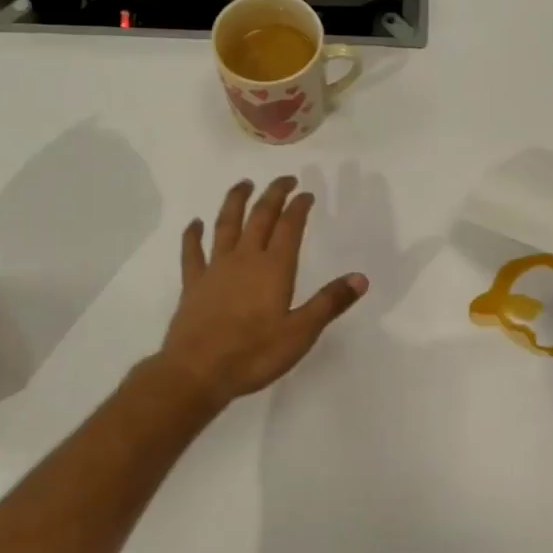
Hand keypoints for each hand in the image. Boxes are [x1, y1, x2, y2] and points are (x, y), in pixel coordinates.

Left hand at [161, 177, 368, 406]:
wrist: (197, 372)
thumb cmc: (254, 354)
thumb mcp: (301, 333)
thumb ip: (329, 302)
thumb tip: (361, 278)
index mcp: (274, 268)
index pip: (290, 227)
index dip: (299, 206)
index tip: (307, 193)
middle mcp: (244, 259)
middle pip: (260, 217)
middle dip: (274, 194)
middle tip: (285, 180)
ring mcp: (215, 269)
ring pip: (226, 225)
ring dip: (236, 201)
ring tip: (244, 184)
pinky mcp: (193, 284)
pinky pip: (192, 252)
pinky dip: (193, 235)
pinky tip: (195, 223)